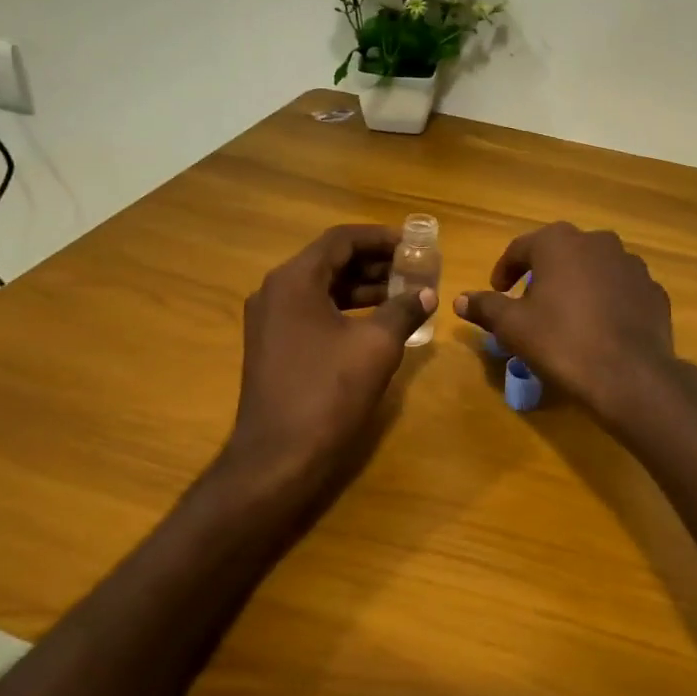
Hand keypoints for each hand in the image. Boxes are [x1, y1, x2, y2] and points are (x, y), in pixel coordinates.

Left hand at [224, 225, 433, 506]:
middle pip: (330, 261)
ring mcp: (270, 321)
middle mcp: (275, 292)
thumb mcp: (377, 346)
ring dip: (362, 287)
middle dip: (374, 262)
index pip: (341, 240)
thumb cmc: (328, 392)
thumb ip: (404, 310)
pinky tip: (377, 323)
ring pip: (322, 288)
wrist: (278, 457)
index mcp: (294, 280)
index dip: (380, 238)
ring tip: (403, 294)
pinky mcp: (274, 346)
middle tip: (413, 269)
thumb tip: (426, 293)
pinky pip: (313, 312)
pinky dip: (345, 310)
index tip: (413, 245)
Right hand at [455, 223, 685, 426]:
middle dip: (543, 273)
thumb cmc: (562, 342)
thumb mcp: (513, 327)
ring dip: (578, 284)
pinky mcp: (653, 290)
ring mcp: (631, 264)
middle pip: (561, 253)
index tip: (497, 291)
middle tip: (530, 302)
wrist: (630, 375)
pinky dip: (607, 300)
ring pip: (594, 268)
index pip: (521, 248)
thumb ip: (486, 307)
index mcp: (559, 243)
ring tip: (567, 315)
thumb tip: (460, 300)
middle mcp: (598, 242)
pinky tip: (600, 327)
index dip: (505, 270)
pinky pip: (621, 289)